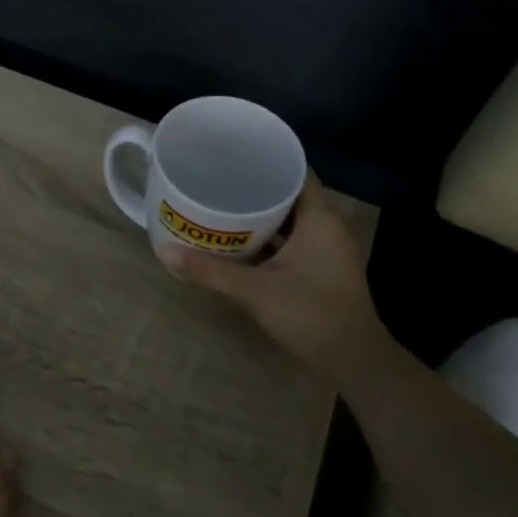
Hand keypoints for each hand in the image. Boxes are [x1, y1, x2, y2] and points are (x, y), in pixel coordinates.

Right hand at [155, 177, 388, 382]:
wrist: (353, 360)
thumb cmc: (310, 314)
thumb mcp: (254, 291)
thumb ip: (210, 271)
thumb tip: (164, 251)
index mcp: (319, 219)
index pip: (297, 172)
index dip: (269, 160)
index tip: (236, 155)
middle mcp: (327, 228)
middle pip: (291, 196)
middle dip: (257, 189)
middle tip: (220, 181)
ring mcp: (326, 251)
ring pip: (291, 222)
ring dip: (262, 217)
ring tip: (223, 207)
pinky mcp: (322, 271)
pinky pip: (293, 243)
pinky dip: (270, 241)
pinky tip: (241, 245)